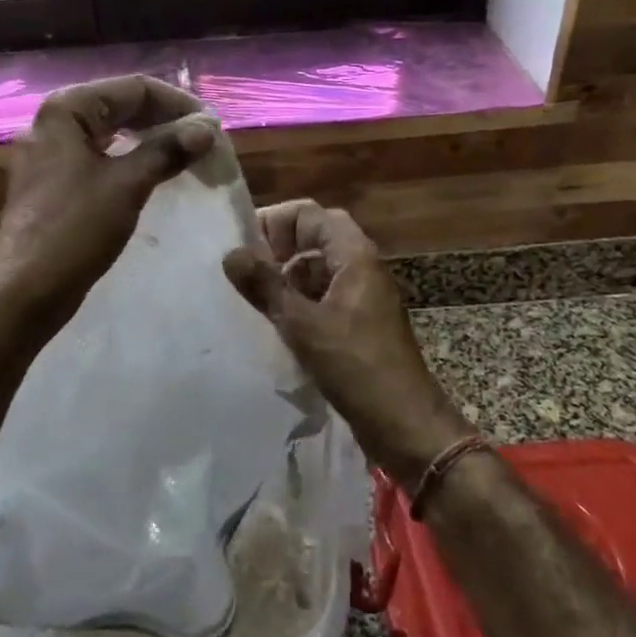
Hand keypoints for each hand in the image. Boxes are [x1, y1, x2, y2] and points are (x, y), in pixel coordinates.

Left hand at [0, 76, 215, 324]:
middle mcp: (55, 123)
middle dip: (166, 120)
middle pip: (122, 106)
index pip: (135, 88)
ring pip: (112, 134)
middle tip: (204, 143)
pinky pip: (102, 158)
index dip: (178, 103)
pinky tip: (156, 177)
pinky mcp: (55, 183)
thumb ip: (167, 150)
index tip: (213, 128)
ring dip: (151, 141)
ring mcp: (52, 154)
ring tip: (187, 157)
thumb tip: (207, 128)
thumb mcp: (127, 185)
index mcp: (67, 109)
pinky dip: (131, 161)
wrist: (24, 291)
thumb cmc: (74, 230)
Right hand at [223, 200, 475, 484]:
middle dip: (277, 248)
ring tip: (252, 296)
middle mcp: (360, 267)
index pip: (309, 214)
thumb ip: (265, 286)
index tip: (242, 247)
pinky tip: (274, 322)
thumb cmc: (356, 366)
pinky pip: (322, 297)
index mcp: (354, 255)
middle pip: (314, 238)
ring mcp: (360, 296)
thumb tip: (230, 254)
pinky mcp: (357, 323)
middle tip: (246, 270)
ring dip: (286, 276)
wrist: (404, 422)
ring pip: (317, 269)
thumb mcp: (303, 324)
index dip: (274, 222)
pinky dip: (298, 301)